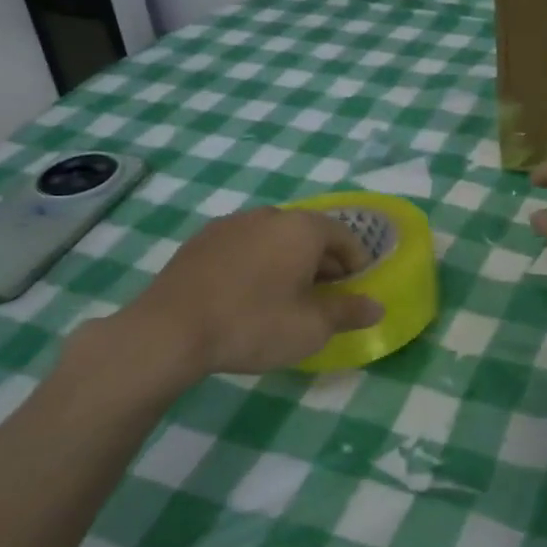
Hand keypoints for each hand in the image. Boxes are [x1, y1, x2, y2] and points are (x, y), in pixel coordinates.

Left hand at [66, 208, 382, 401]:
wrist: (169, 331)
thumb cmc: (253, 324)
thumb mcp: (311, 327)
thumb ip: (349, 313)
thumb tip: (376, 306)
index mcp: (302, 228)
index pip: (344, 236)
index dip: (358, 263)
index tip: (358, 289)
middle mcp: (269, 215)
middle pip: (309, 234)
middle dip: (324, 263)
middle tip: (327, 297)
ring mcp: (231, 224)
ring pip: (275, 238)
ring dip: (290, 261)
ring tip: (287, 297)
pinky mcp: (201, 240)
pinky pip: (245, 246)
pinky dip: (258, 263)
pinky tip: (248, 294)